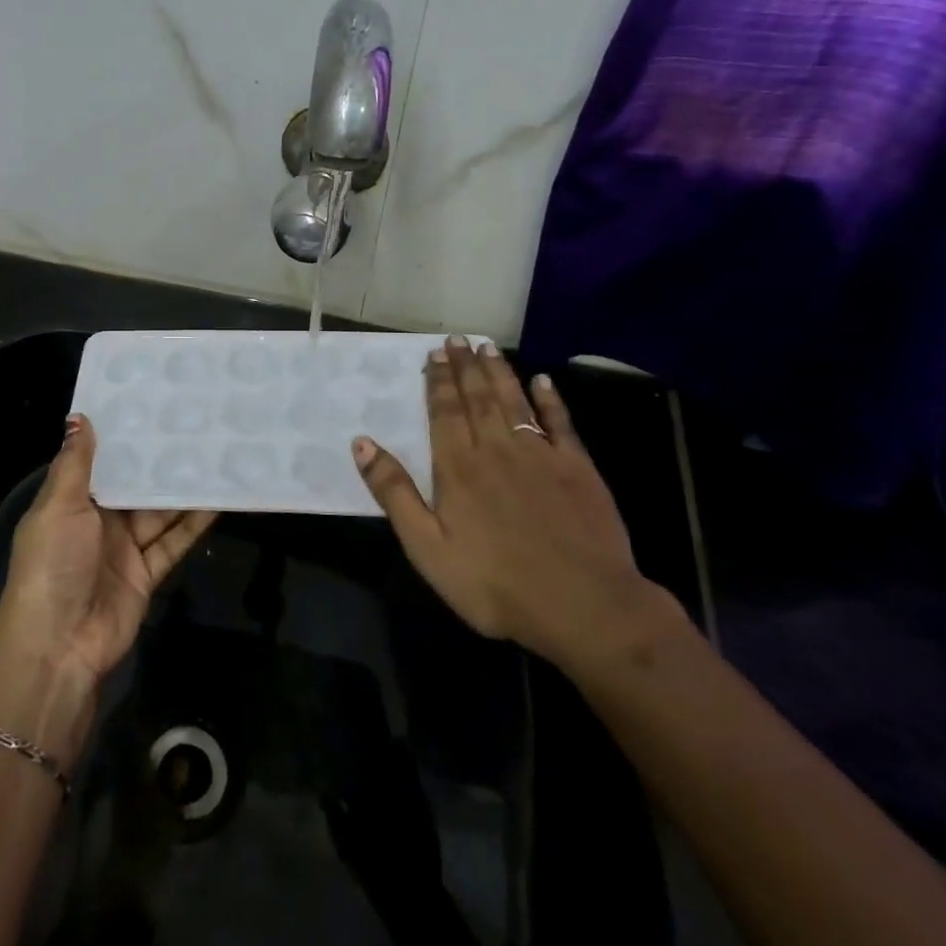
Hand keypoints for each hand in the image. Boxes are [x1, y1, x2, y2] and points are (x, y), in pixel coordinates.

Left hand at [0, 414, 217, 685]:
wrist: (59, 643)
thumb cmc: (53, 563)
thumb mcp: (58, 506)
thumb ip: (75, 463)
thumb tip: (79, 416)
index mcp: (71, 501)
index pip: (100, 461)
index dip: (122, 437)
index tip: (151, 404)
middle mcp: (98, 521)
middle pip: (134, 486)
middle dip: (159, 462)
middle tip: (194, 425)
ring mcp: (124, 548)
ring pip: (159, 512)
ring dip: (182, 490)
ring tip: (214, 455)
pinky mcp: (147, 573)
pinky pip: (173, 541)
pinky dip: (194, 524)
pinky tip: (219, 500)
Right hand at [352, 337, 662, 669]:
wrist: (583, 606)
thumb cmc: (493, 584)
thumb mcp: (427, 548)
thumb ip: (394, 493)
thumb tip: (362, 443)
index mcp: (458, 467)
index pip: (444, 411)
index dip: (437, 381)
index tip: (434, 354)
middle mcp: (498, 449)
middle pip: (478, 398)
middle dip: (465, 367)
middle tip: (457, 339)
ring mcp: (541, 456)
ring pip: (515, 402)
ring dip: (499, 373)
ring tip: (488, 348)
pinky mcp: (578, 469)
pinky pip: (561, 423)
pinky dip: (551, 400)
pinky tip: (543, 382)